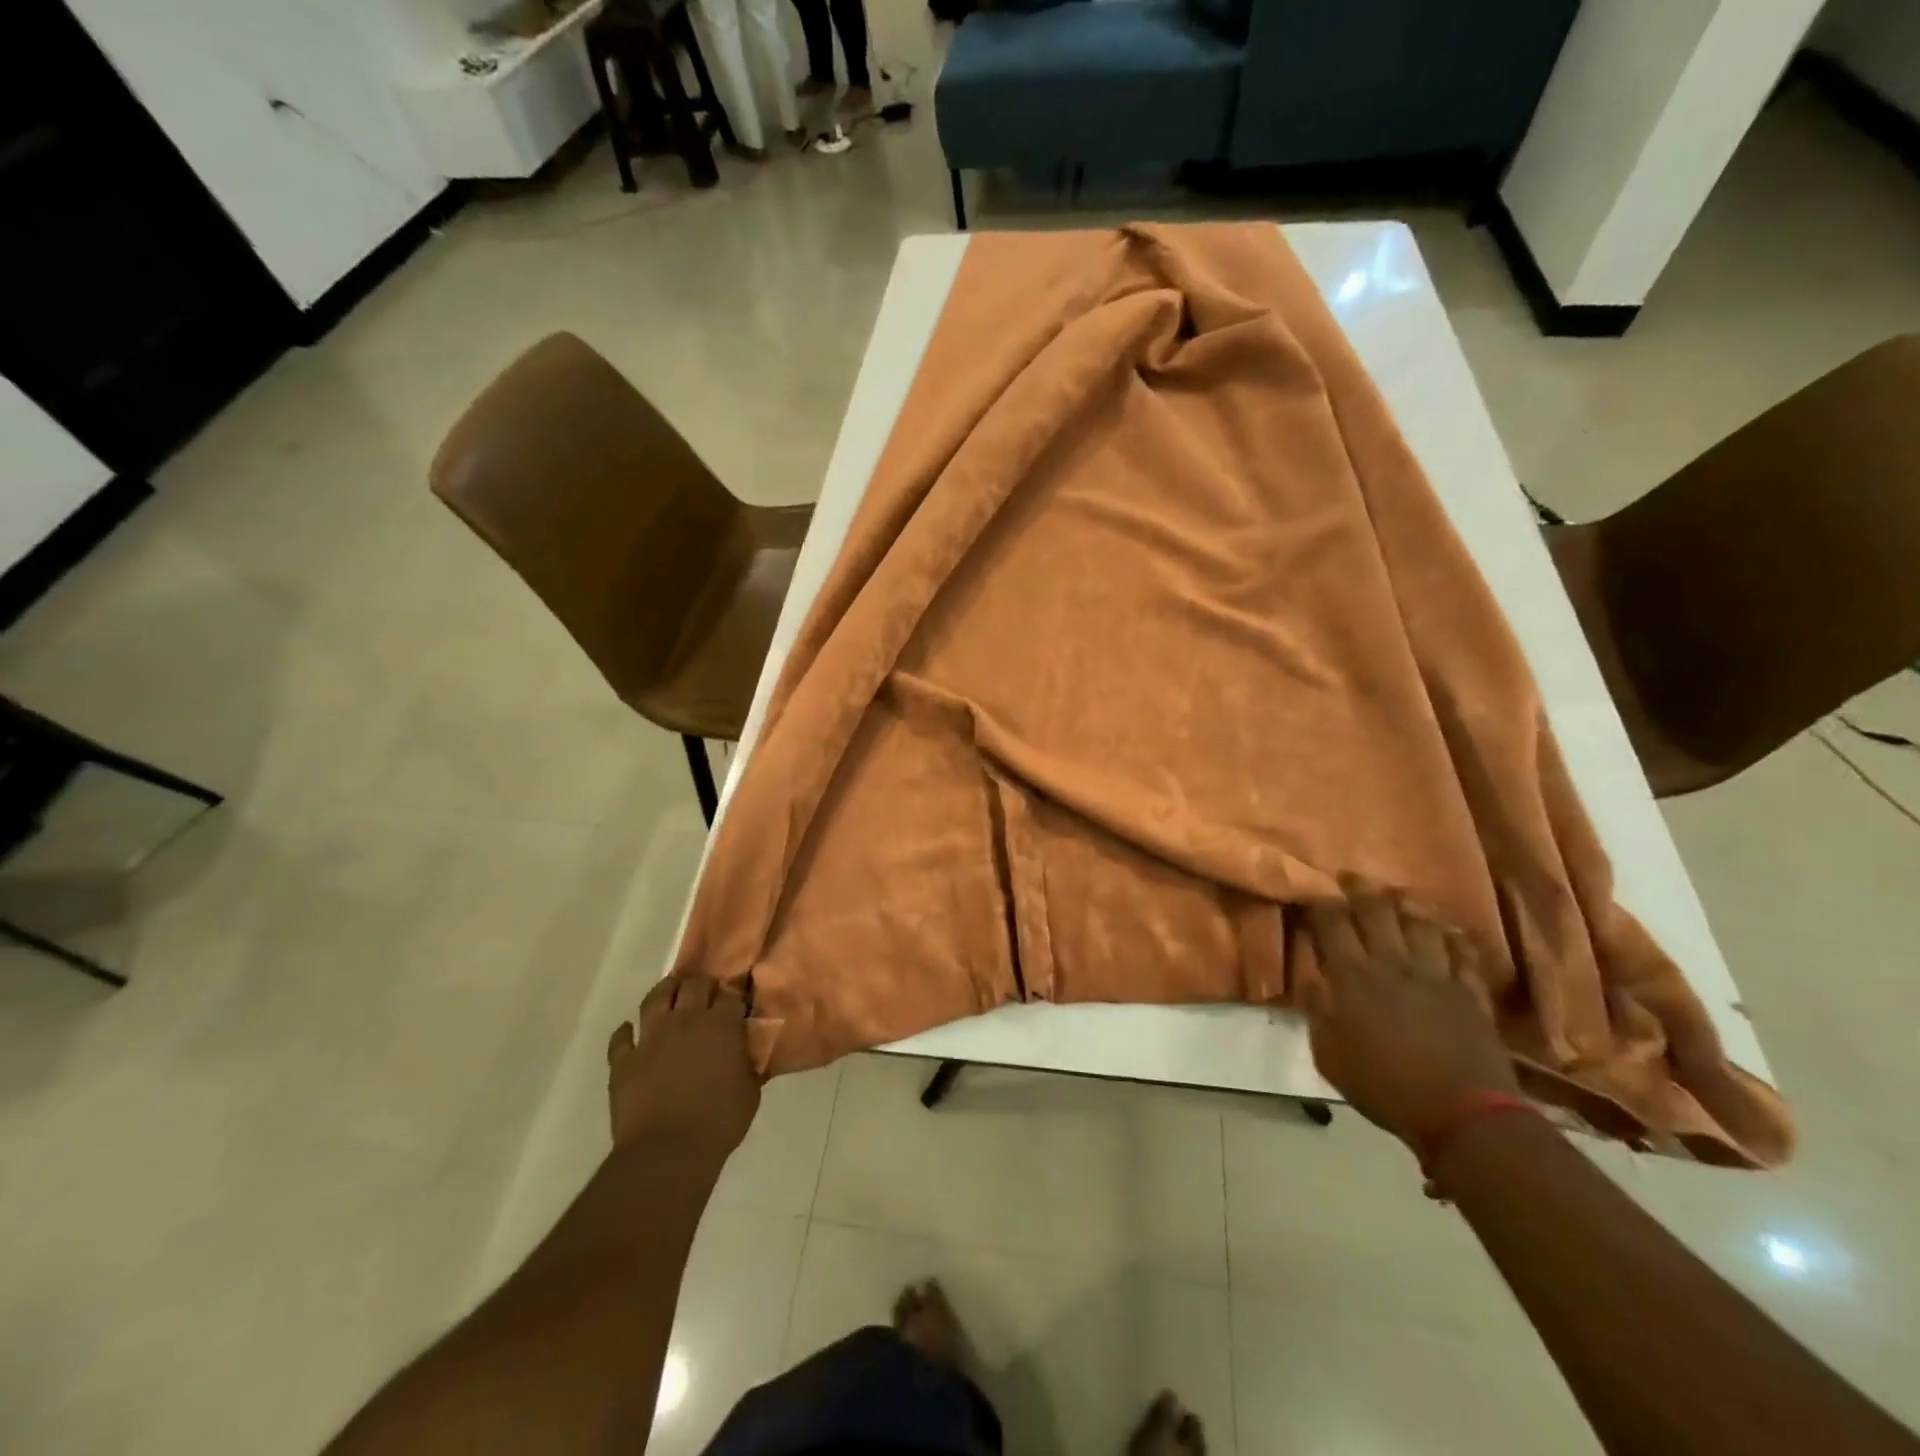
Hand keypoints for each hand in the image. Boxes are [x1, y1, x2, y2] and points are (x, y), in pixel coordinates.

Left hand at [607, 974, 760, 1160]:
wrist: (667, 1152)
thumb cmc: (719, 1122)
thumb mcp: (751, 1092)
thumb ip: (749, 1064)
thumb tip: (748, 1052)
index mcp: (721, 1025)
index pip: (732, 994)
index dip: (735, 994)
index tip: (738, 1001)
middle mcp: (685, 1020)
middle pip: (694, 984)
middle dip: (703, 985)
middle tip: (707, 994)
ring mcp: (651, 1038)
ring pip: (656, 998)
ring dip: (665, 992)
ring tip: (671, 995)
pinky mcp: (624, 1060)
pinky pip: (621, 1037)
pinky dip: (626, 1033)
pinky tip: (631, 1033)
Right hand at [1300, 881, 1518, 1148]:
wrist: (1462, 1113)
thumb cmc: (1383, 1086)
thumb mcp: (1329, 1055)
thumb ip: (1318, 1011)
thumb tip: (1313, 980)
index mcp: (1352, 975)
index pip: (1332, 923)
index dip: (1320, 904)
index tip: (1312, 895)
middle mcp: (1392, 963)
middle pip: (1376, 910)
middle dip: (1359, 889)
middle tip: (1350, 878)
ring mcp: (1436, 974)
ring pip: (1420, 923)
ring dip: (1406, 904)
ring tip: (1397, 895)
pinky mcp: (1469, 991)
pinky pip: (1461, 952)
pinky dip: (1452, 937)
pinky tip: (1447, 931)